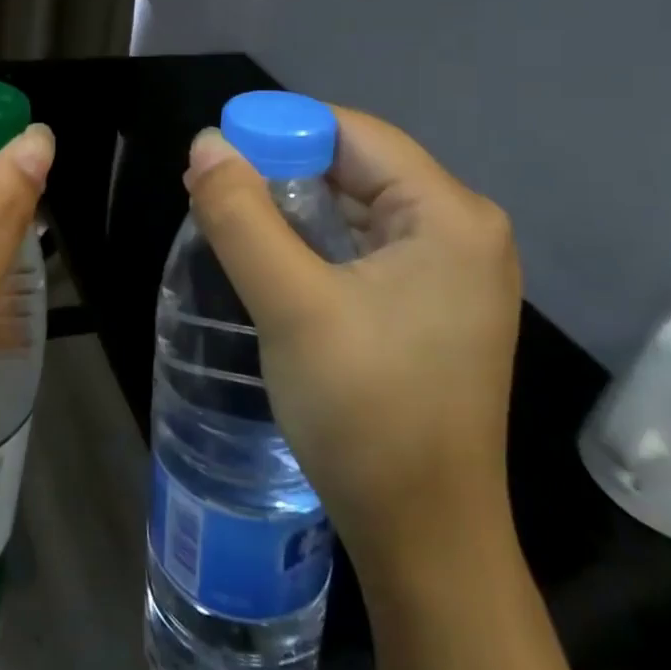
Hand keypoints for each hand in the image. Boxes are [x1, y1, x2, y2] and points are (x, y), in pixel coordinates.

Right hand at [184, 106, 521, 567]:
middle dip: (282, 168)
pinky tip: (272, 255)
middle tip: (213, 186)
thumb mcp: (290, 304)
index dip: (281, 129)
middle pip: (359, 167)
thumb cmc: (365, 412)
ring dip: (294, 205)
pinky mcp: (435, 305)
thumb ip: (241, 214)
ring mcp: (454, 272)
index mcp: (449, 216)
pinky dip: (316, 239)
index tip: (218, 151)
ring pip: (358, 206)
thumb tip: (207, 142)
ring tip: (229, 216)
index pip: (354, 135)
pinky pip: (366, 245)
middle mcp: (464, 231)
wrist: (424, 539)